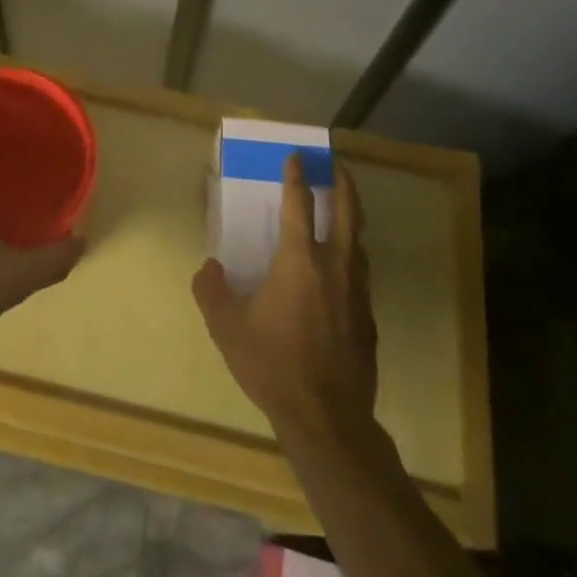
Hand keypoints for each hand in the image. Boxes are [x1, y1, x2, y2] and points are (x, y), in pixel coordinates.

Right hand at [192, 158, 377, 444]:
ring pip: (359, 241)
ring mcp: (357, 291)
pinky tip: (343, 267)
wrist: (327, 418)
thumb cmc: (274, 365)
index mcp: (300, 260)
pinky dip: (353, 254)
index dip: (296, 177)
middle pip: (347, 212)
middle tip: (337, 166)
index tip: (295, 158)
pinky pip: (361, 272)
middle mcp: (334, 266)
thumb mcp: (228, 328)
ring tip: (345, 209)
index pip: (300, 204)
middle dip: (343, 184)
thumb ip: (212, 291)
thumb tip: (208, 267)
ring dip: (352, 217)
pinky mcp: (368, 317)